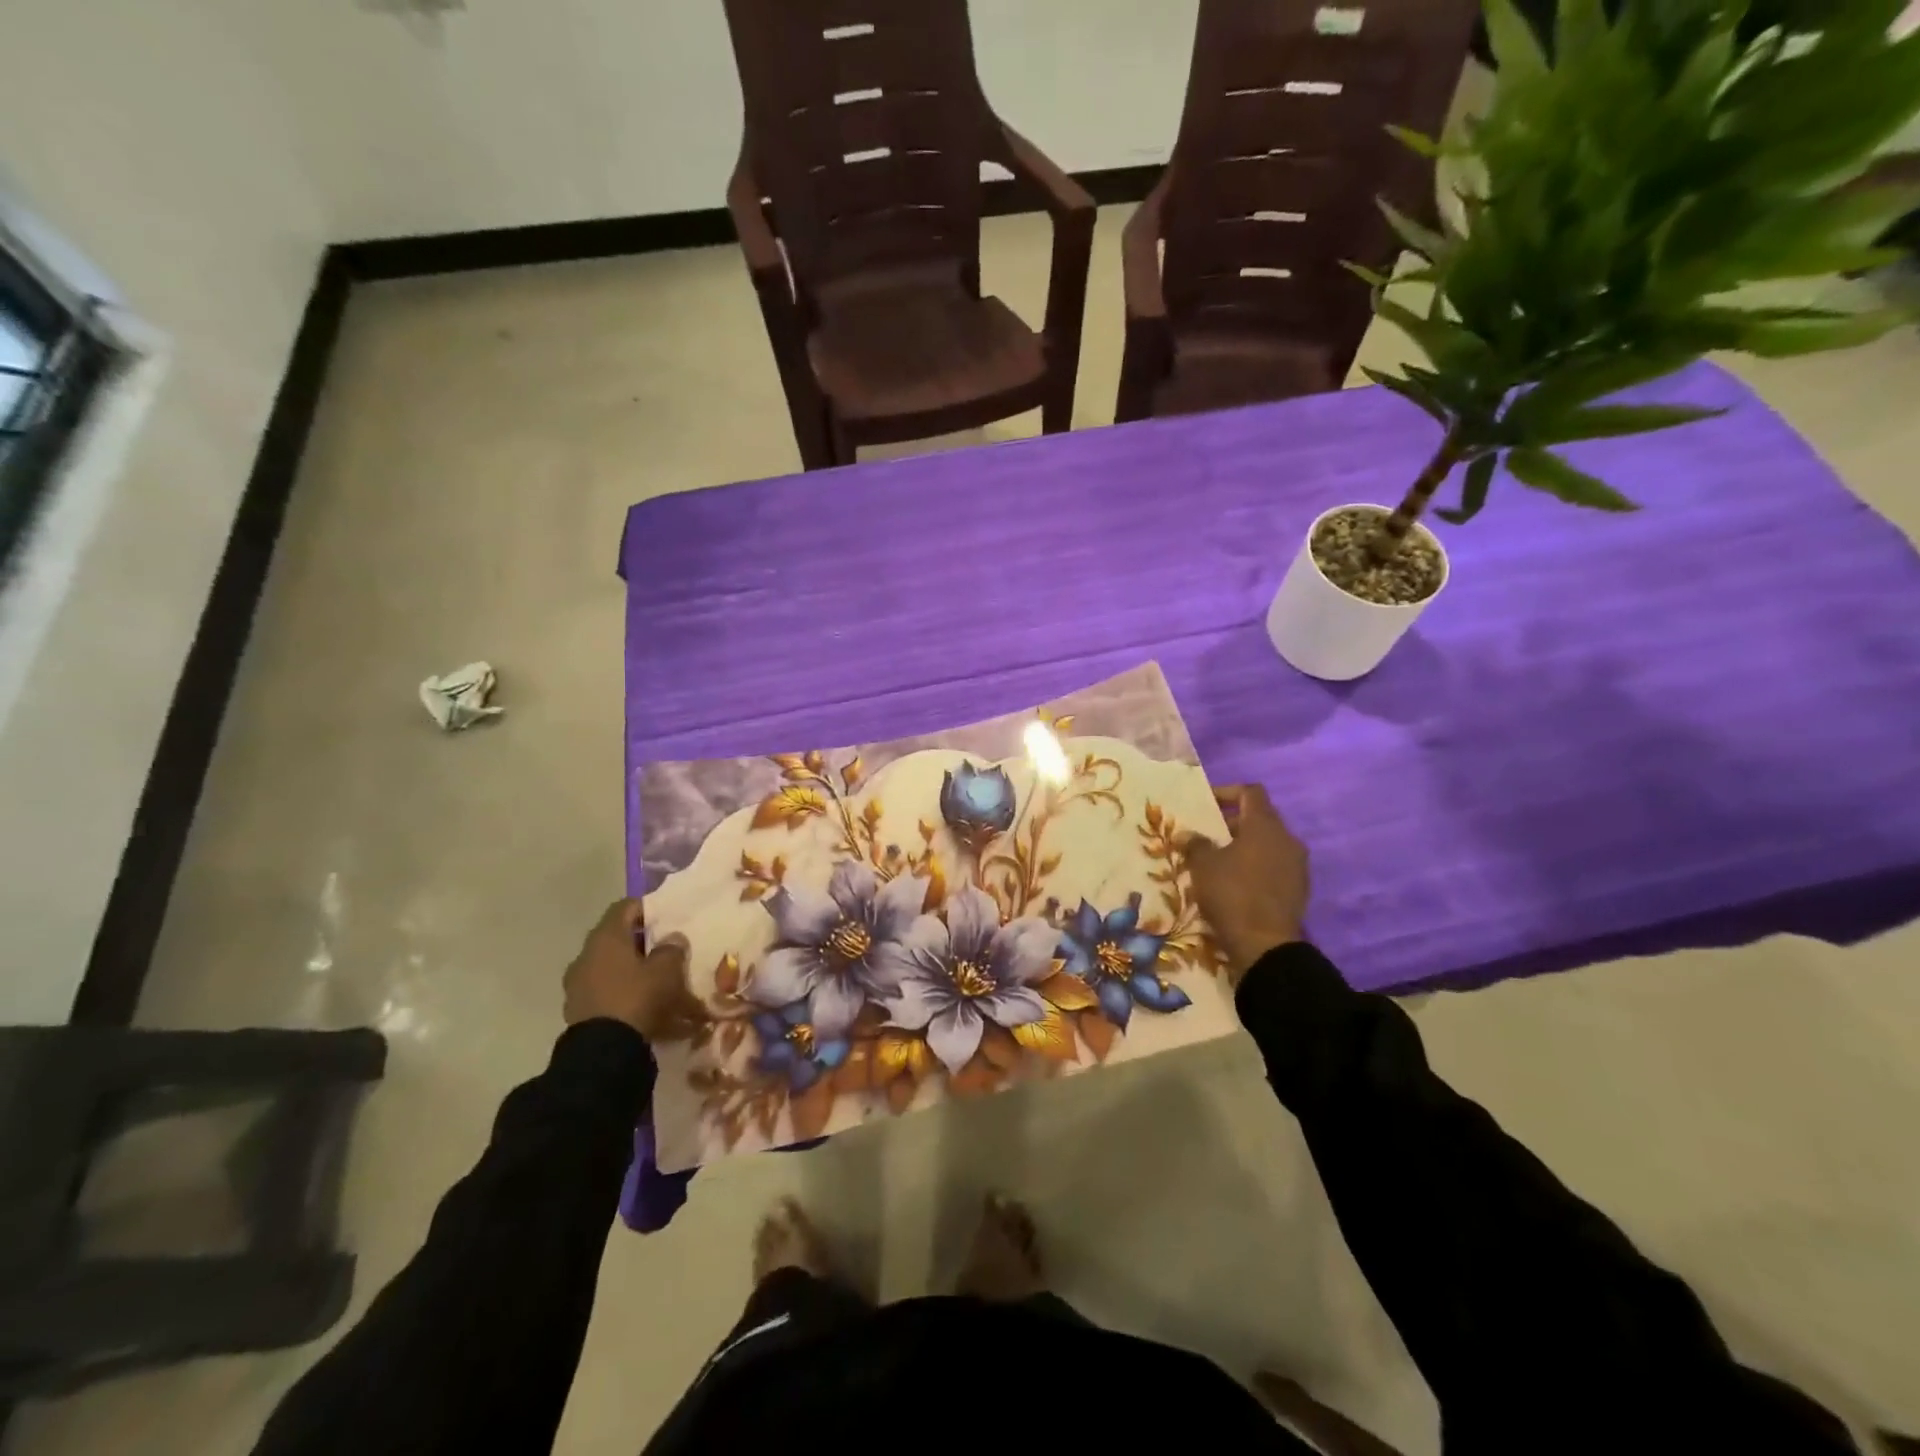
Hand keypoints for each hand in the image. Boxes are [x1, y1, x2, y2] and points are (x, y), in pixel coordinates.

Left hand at [563, 899, 702, 1041]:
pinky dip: (622, 993)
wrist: (603, 1052)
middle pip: (617, 939)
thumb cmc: (636, 998)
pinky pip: (605, 992)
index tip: (666, 917)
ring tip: (657, 983)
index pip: (625, 907)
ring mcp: (578, 984)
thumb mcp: (666, 970)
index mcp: (606, 937)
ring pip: (610, 967)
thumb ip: (671, 949)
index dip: (646, 908)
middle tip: (666, 951)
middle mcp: (586, 955)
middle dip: (642, 943)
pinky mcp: (578, 1010)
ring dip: (631, 970)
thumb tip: (672, 938)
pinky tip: (642, 1006)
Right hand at [1185, 785, 1309, 983]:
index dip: (1227, 792)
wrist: (1265, 944)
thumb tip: (1188, 834)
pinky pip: (1275, 867)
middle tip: (1208, 837)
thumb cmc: (1231, 893)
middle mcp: (1287, 839)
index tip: (1207, 805)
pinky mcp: (1299, 889)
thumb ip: (1195, 844)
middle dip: (1232, 824)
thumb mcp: (1203, 865)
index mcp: (1265, 825)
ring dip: (1245, 848)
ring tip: (1219, 863)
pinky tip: (1236, 885)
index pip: (1251, 792)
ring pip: (1268, 845)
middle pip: (1260, 819)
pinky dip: (1256, 868)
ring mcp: (1297, 865)